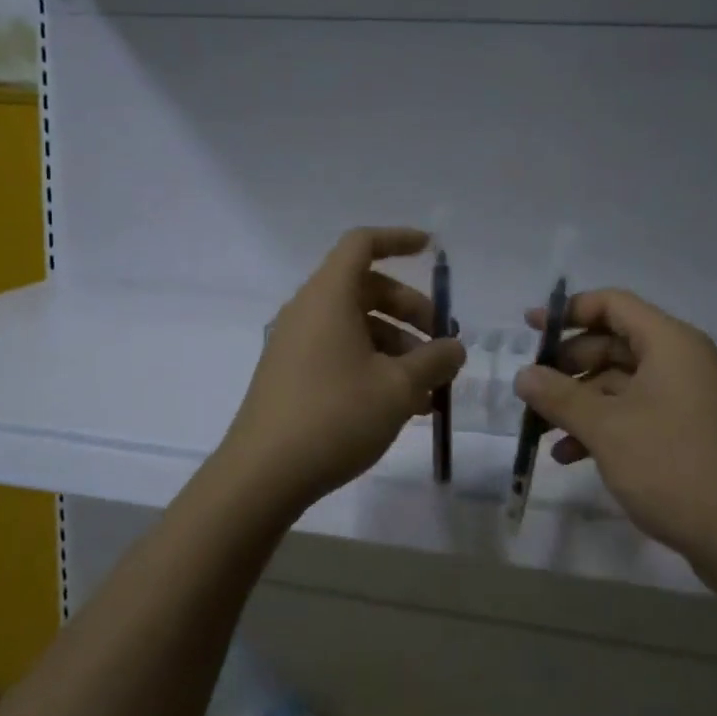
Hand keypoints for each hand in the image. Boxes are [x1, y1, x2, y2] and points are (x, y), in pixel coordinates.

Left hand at [219, 227, 464, 514]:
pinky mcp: (291, 374)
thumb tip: (454, 348)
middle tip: (441, 343)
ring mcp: (295, 344)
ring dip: (397, 346)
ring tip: (428, 390)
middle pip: (366, 289)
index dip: (398, 240)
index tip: (432, 249)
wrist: (262, 476)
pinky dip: (374, 365)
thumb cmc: (335, 416)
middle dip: (410, 310)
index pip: (362, 244)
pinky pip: (340, 352)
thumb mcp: (399, 388)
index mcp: (328, 296)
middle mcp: (308, 310)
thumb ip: (435, 360)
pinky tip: (402, 406)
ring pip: (356, 326)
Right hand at [512, 289, 716, 568]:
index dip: (568, 311)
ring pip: (620, 382)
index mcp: (671, 343)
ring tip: (540, 428)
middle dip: (568, 365)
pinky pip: (635, 412)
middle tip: (532, 388)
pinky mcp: (687, 432)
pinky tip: (569, 455)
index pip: (613, 304)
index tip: (530, 330)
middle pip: (613, 343)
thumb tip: (522, 375)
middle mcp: (682, 361)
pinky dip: (602, 426)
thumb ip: (559, 396)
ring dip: (579, 401)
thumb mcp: (606, 429)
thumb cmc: (673, 468)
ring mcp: (687, 398)